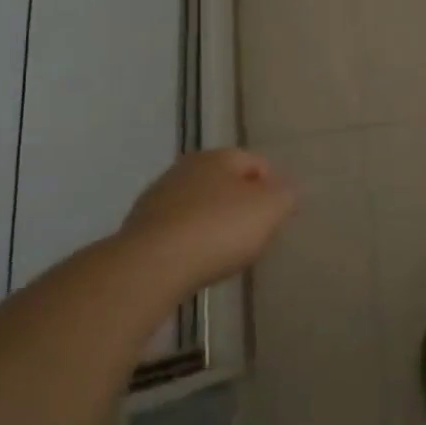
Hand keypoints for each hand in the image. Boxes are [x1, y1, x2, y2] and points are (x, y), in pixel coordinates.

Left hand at [116, 148, 295, 289]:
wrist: (150, 268)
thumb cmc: (219, 229)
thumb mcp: (271, 208)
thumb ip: (287, 195)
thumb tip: (285, 192)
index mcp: (218, 156)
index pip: (257, 163)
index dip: (274, 187)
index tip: (280, 217)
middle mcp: (185, 169)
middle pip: (226, 184)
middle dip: (243, 205)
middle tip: (257, 234)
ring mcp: (157, 199)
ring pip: (199, 207)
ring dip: (214, 224)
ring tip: (226, 253)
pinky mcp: (139, 230)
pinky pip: (178, 232)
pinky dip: (191, 243)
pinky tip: (197, 263)